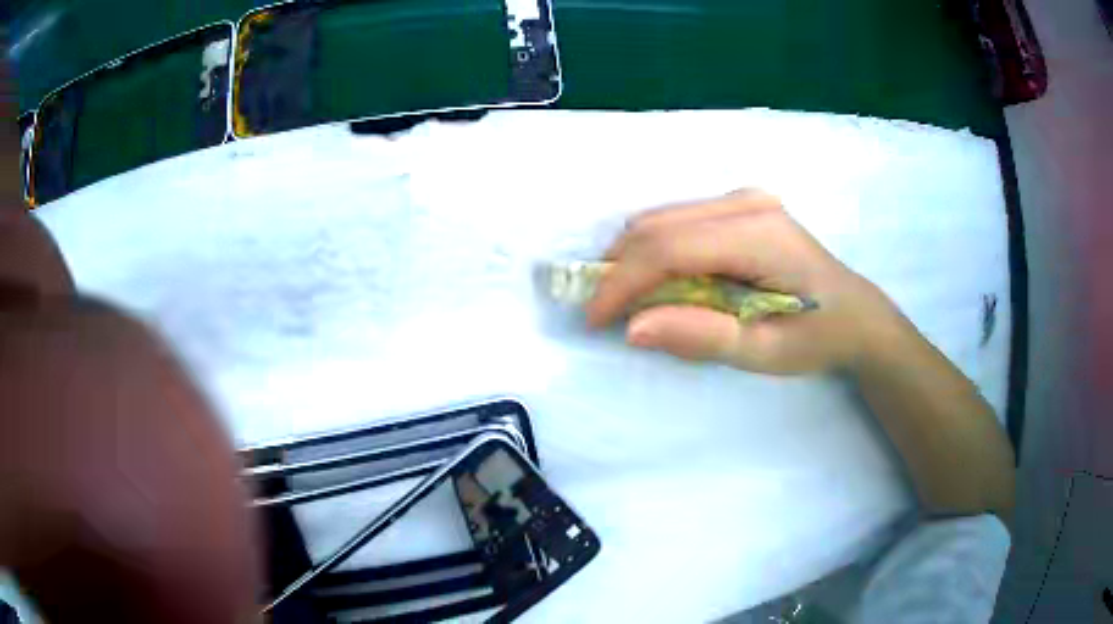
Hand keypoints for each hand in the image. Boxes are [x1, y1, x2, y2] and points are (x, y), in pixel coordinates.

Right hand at [586, 190, 898, 373]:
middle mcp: (746, 202)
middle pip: (658, 224)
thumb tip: (632, 328)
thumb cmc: (818, 337)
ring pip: (662, 218)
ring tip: (628, 302)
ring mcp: (743, 198)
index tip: (595, 319)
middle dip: (620, 269)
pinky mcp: (739, 205)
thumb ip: (703, 337)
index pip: (670, 247)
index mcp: (758, 234)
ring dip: (634, 259)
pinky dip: (655, 251)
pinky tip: (660, 282)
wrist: (856, 314)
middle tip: (604, 314)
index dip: (623, 282)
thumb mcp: (765, 352)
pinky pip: (678, 221)